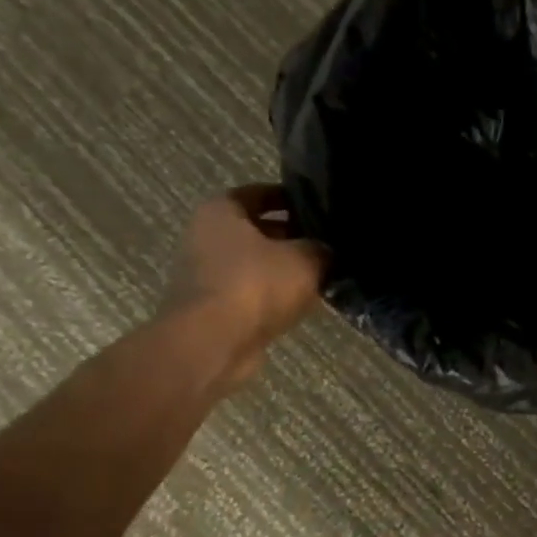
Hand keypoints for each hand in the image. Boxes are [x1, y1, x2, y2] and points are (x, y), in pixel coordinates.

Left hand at [161, 184, 327, 387]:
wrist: (213, 343)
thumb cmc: (255, 285)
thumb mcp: (306, 259)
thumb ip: (323, 249)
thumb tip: (330, 251)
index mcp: (221, 211)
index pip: (261, 193)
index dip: (292, 197)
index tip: (321, 207)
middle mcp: (207, 237)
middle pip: (258, 229)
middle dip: (292, 236)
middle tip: (329, 242)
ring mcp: (207, 274)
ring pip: (257, 263)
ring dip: (285, 269)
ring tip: (324, 274)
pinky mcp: (214, 308)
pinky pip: (253, 292)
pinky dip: (275, 295)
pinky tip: (304, 302)